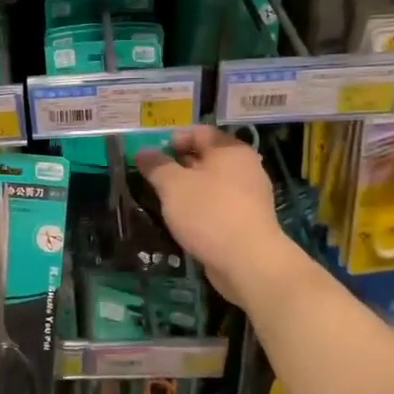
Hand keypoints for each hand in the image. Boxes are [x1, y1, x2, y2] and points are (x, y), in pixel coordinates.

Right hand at [136, 126, 298, 308]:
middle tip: (154, 178)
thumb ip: (156, 165)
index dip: (173, 139)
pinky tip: (185, 221)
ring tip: (165, 201)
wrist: (248, 262)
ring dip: (188, 189)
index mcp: (230, 150)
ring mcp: (249, 195)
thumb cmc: (209, 213)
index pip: (199, 132)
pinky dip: (201, 207)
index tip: (152, 156)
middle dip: (178, 165)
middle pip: (206, 157)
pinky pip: (219, 204)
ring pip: (212, 183)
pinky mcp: (248, 220)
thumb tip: (143, 152)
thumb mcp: (173, 185)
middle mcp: (245, 167)